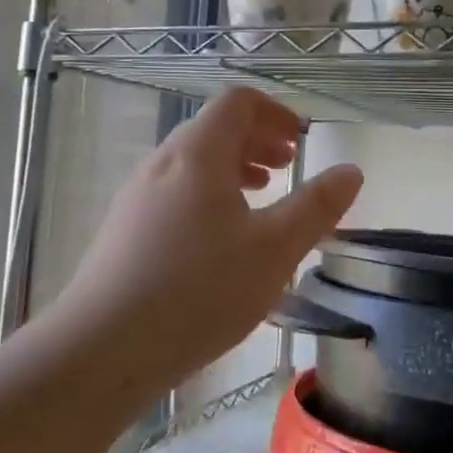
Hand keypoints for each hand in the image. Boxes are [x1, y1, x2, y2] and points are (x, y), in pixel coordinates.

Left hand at [60, 87, 363, 384]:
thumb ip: (316, 207)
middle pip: (213, 129)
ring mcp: (136, 197)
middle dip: (257, 140)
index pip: (238, 103)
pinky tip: (220, 241)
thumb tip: (351, 171)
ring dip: (232, 169)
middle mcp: (162, 163)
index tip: (300, 141)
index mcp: (198, 154)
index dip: (275, 112)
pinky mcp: (123, 231)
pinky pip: (174, 193)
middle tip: (288, 166)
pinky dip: (208, 196)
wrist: (101, 350)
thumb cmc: (199, 291)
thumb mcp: (274, 250)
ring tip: (260, 198)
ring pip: (192, 164)